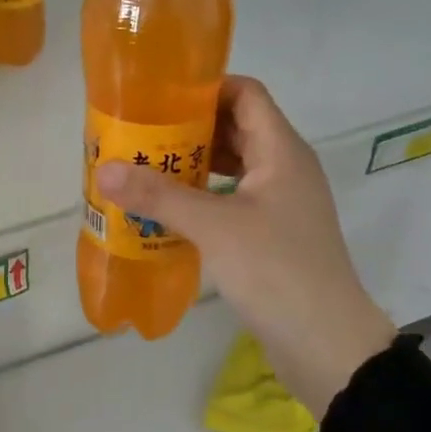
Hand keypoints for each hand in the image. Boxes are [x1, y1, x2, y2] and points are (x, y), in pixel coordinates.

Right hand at [95, 76, 395, 417]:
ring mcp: (281, 203)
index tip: (159, 98)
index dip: (207, 88)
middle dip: (190, 128)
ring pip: (235, 166)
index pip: (246, 94)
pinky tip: (170, 211)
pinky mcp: (273, 234)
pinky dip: (204, 197)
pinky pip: (234, 199)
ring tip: (147, 168)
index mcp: (282, 151)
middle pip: (237, 128)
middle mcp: (285, 169)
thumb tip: (105, 169)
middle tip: (142, 134)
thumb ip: (159, 196)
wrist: (325, 342)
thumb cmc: (276, 270)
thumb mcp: (214, 227)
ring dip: (195, 164)